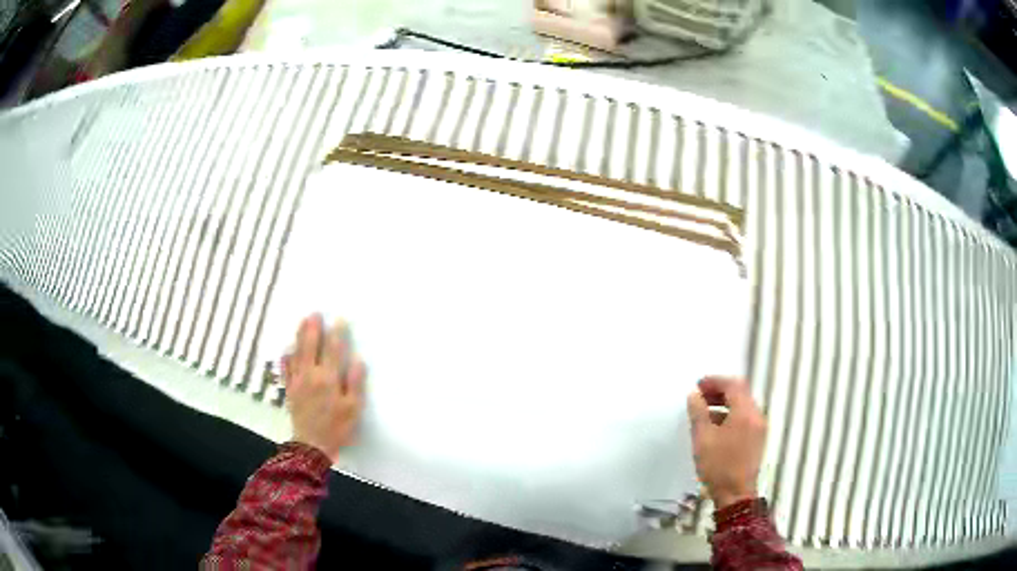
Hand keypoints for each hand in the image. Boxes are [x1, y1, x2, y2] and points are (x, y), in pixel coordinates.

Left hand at [282, 314, 365, 461]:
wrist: (311, 446)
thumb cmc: (337, 428)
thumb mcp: (353, 409)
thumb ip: (355, 383)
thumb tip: (357, 360)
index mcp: (328, 378)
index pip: (333, 350)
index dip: (337, 334)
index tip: (339, 320)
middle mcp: (311, 375)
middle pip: (311, 346)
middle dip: (313, 329)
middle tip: (315, 313)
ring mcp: (298, 382)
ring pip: (297, 353)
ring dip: (300, 336)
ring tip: (302, 322)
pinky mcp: (290, 390)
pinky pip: (286, 369)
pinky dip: (286, 358)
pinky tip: (286, 350)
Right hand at [686, 376, 766, 509]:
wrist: (736, 494)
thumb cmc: (718, 465)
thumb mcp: (703, 438)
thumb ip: (698, 413)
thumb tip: (694, 395)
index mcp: (745, 412)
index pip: (733, 384)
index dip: (715, 381)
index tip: (698, 386)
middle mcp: (756, 415)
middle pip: (740, 393)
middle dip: (720, 391)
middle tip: (700, 397)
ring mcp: (759, 428)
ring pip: (743, 406)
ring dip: (725, 403)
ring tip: (704, 412)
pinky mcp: (757, 439)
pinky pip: (745, 418)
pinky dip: (731, 415)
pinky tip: (715, 427)